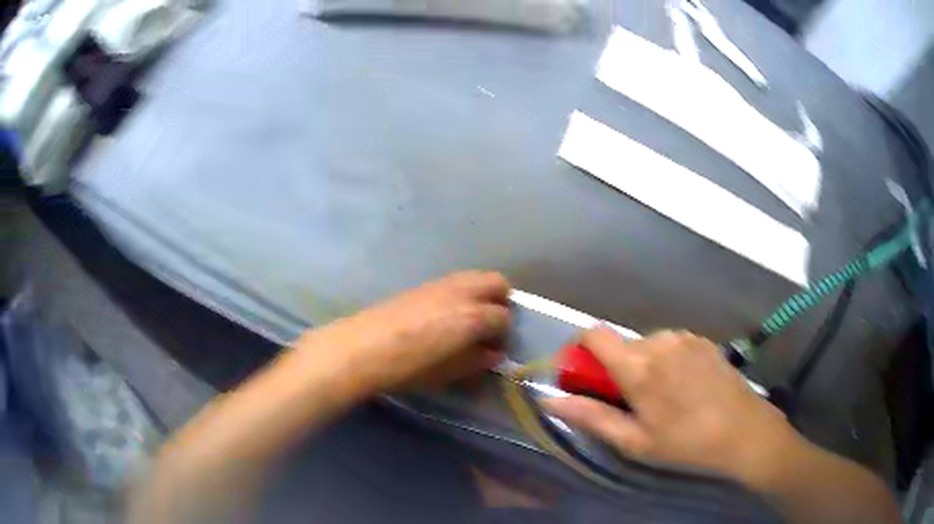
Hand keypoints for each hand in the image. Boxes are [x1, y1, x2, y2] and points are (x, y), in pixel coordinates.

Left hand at [296, 271, 510, 394]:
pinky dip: (462, 294)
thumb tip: (493, 354)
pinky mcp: (423, 284)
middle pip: (497, 283)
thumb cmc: (409, 367)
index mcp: (473, 317)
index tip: (495, 348)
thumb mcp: (449, 372)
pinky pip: (455, 283)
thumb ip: (476, 360)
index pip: (504, 318)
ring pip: (475, 278)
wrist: (363, 348)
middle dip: (501, 302)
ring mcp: (441, 284)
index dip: (503, 334)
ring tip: (469, 320)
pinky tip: (445, 316)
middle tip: (491, 326)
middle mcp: (462, 293)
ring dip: (481, 295)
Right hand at [543, 328, 804, 491]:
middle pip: (621, 344)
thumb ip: (591, 417)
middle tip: (631, 402)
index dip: (580, 350)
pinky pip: (671, 344)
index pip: (594, 335)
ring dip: (643, 365)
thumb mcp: (635, 441)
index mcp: (639, 366)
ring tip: (661, 397)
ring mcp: (685, 337)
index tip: (583, 376)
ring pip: (647, 344)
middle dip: (616, 369)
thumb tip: (550, 401)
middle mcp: (660, 341)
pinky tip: (684, 386)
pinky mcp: (702, 340)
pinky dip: (666, 360)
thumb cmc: (685, 442)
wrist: (743, 430)